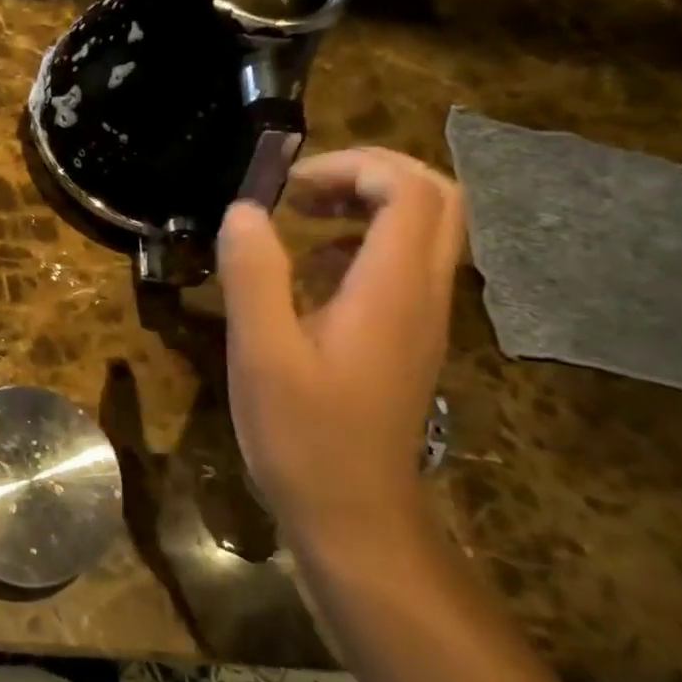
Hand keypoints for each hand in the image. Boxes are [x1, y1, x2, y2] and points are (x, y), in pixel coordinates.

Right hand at [216, 147, 465, 547]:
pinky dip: (362, 243)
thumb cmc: (304, 435)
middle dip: (370, 174)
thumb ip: (253, 274)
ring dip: (367, 205)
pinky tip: (310, 271)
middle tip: (304, 189)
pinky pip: (403, 265)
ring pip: (425, 230)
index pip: (411, 190)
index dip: (355, 166)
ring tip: (302, 216)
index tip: (290, 185)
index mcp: (392, 290)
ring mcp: (423, 318)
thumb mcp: (260, 352)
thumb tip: (244, 209)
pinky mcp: (408, 338)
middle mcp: (423, 294)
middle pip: (437, 199)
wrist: (355, 515)